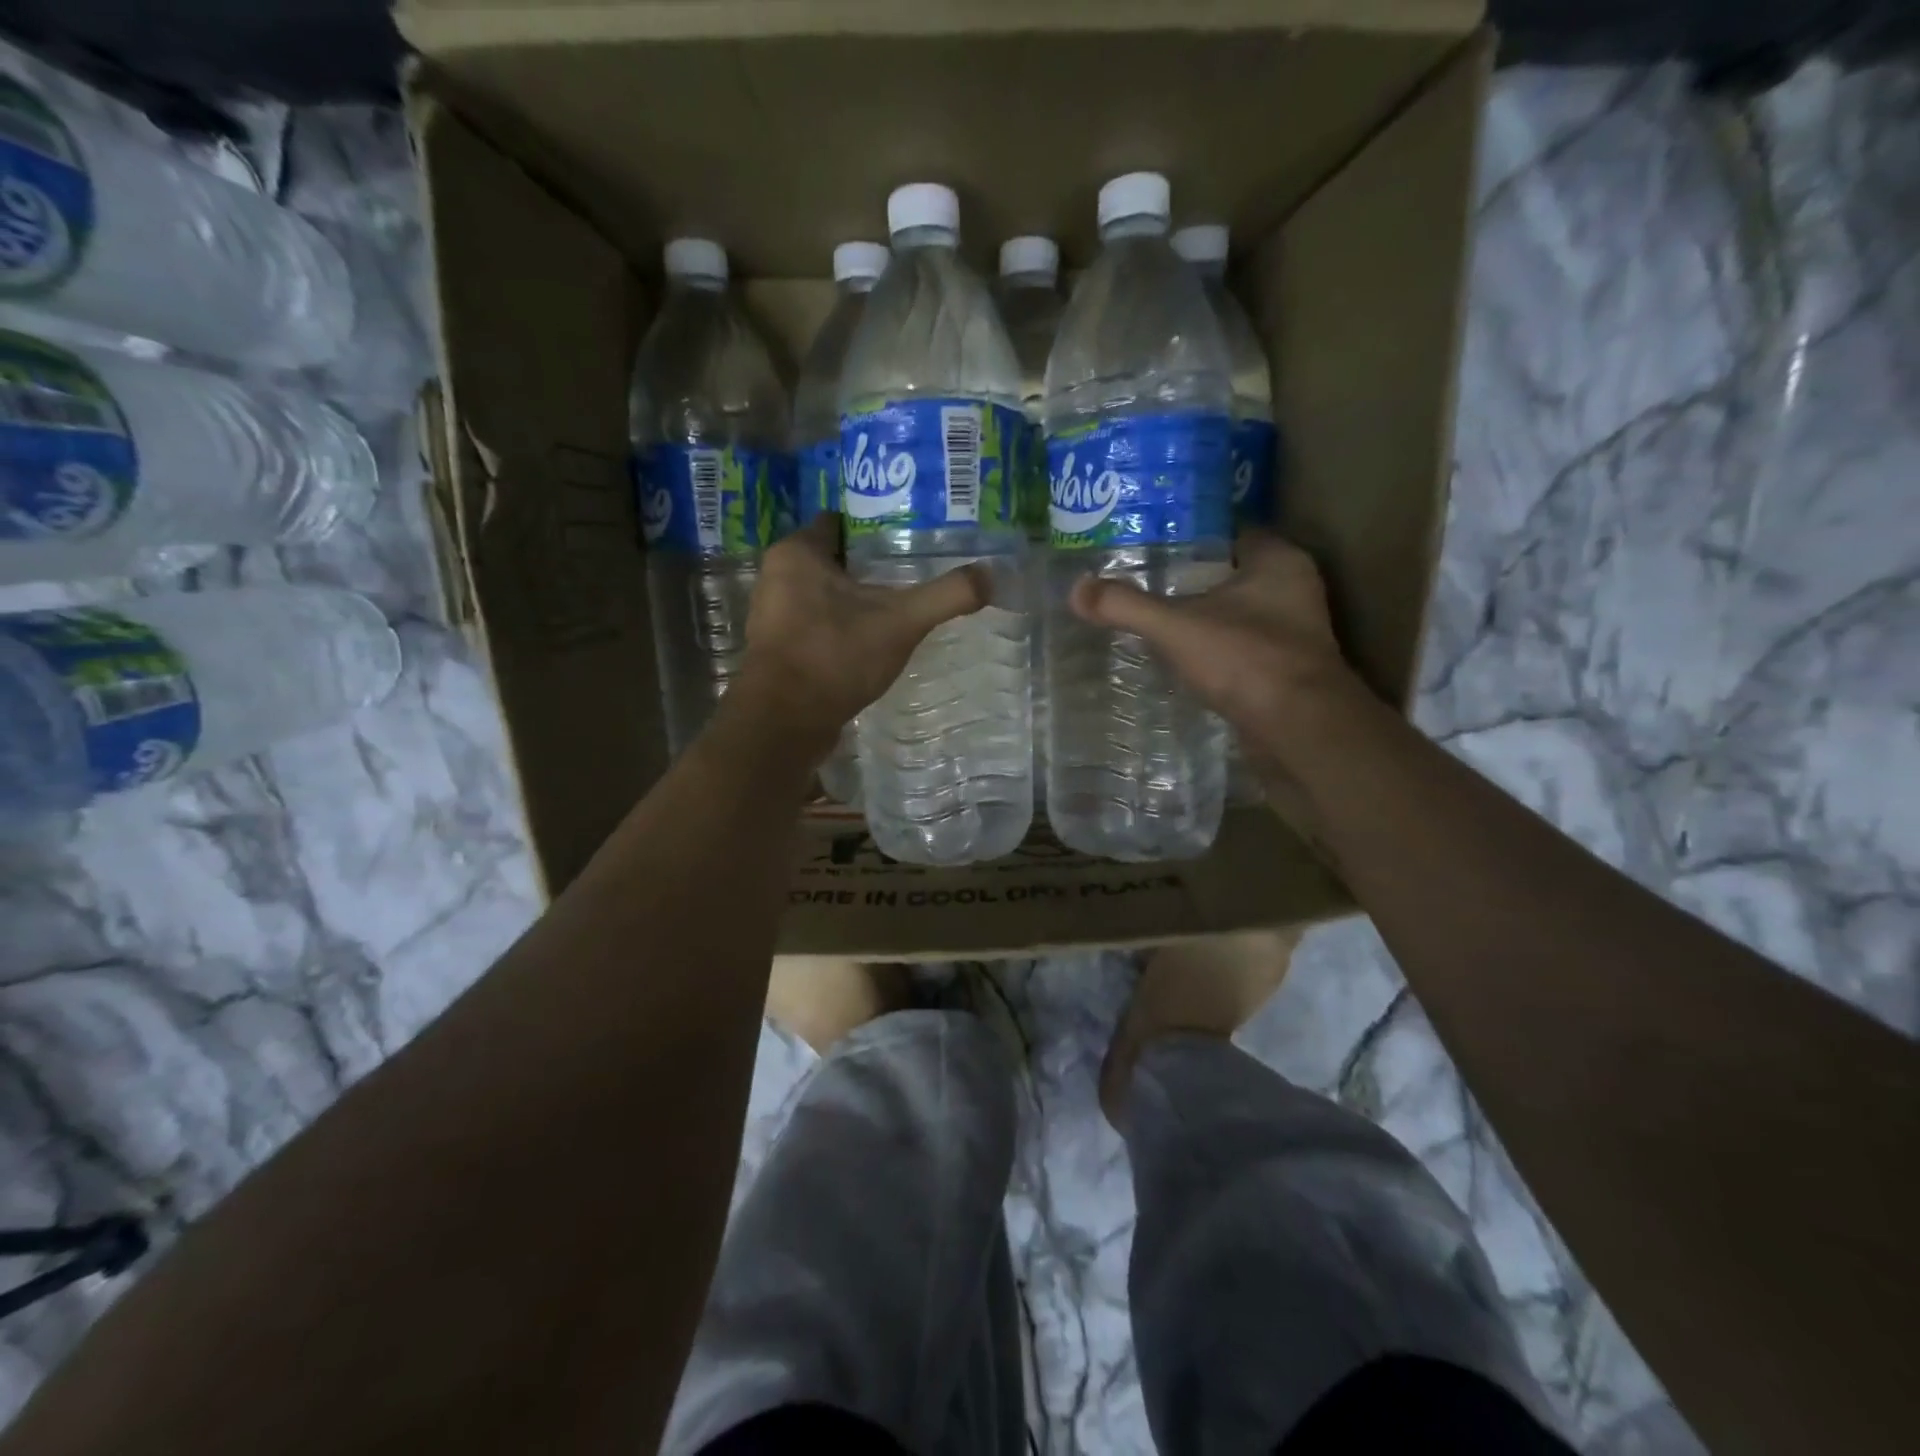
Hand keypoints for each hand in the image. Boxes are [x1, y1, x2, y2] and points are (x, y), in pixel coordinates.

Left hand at [734, 515, 988, 755]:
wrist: (786, 722)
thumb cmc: (835, 656)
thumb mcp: (901, 622)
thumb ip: (947, 595)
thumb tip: (991, 575)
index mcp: (797, 552)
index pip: (840, 522)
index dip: (876, 527)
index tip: (911, 536)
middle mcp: (777, 575)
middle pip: (834, 559)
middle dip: (871, 565)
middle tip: (914, 571)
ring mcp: (773, 614)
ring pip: (824, 594)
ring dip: (856, 599)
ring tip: (898, 606)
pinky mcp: (778, 649)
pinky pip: (817, 624)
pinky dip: (841, 627)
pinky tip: (870, 641)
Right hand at [1068, 529, 1361, 764]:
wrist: (1299, 729)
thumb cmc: (1246, 660)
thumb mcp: (1176, 627)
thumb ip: (1127, 606)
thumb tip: (1076, 590)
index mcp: (1278, 560)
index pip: (1229, 531)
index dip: (1189, 534)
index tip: (1150, 541)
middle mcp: (1294, 588)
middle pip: (1232, 572)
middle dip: (1191, 577)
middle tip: (1144, 580)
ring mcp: (1295, 631)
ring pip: (1239, 611)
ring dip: (1205, 615)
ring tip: (1156, 616)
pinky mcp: (1288, 668)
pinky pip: (1243, 645)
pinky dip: (1217, 648)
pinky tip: (1184, 656)